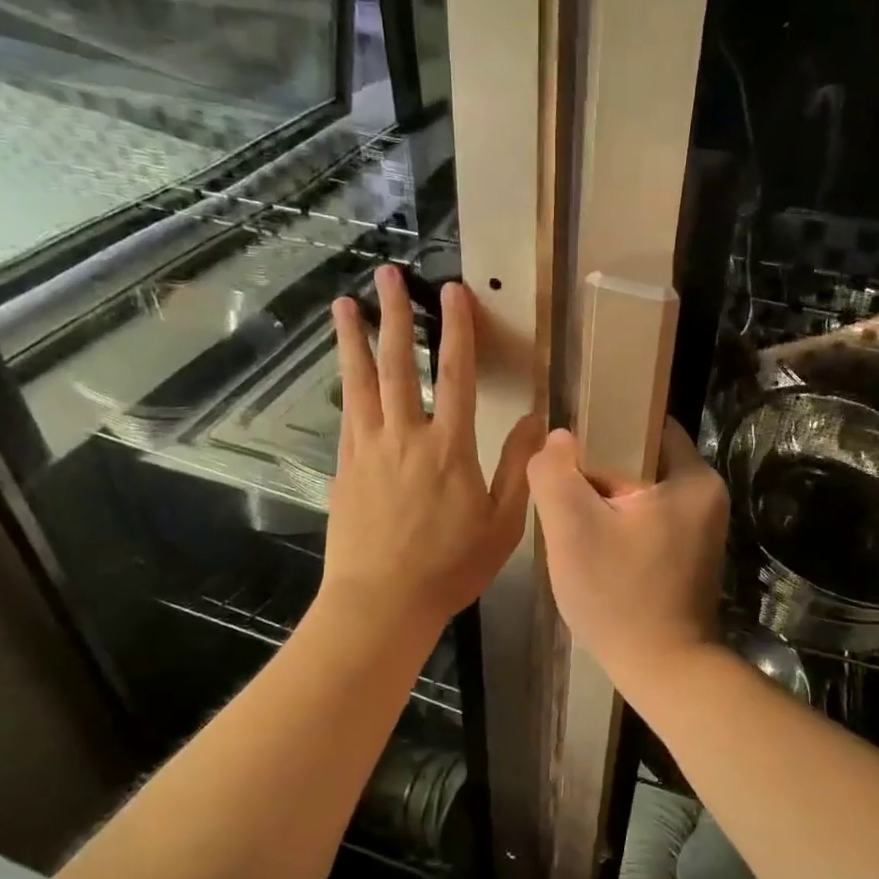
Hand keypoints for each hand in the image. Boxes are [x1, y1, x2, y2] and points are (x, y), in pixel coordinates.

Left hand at [322, 266, 541, 634]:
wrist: (381, 603)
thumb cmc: (450, 567)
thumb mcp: (502, 524)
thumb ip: (518, 468)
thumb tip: (535, 421)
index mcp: (450, 448)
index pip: (455, 375)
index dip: (455, 330)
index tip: (452, 292)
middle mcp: (406, 437)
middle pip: (398, 364)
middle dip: (394, 316)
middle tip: (387, 275)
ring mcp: (368, 449)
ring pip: (360, 382)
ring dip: (354, 339)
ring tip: (343, 304)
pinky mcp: (344, 467)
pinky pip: (347, 414)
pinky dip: (346, 384)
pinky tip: (345, 370)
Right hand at [528, 418, 729, 682]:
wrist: (664, 671)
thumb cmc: (619, 596)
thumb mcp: (572, 530)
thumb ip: (556, 474)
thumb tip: (557, 438)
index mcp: (692, 478)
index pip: (647, 422)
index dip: (605, 422)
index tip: (569, 441)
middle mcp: (706, 494)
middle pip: (643, 456)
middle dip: (601, 466)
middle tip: (563, 483)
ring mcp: (702, 526)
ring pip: (644, 488)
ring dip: (609, 497)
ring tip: (573, 514)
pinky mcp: (691, 551)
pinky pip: (651, 516)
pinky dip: (623, 521)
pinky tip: (595, 541)